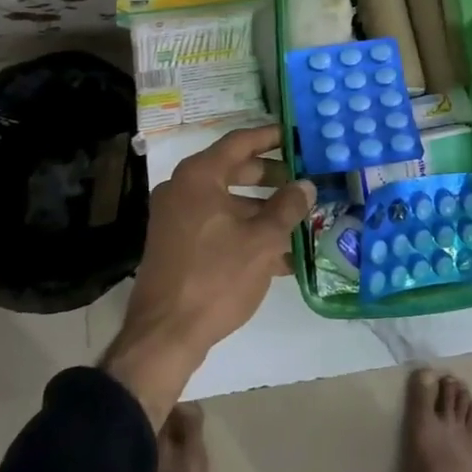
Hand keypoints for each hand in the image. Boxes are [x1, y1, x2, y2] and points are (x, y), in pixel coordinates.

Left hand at [101, 125, 314, 424]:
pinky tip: (279, 256)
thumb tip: (306, 185)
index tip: (297, 136)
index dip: (271, 137)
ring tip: (299, 223)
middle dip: (272, 177)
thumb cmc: (216, 277)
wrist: (165, 335)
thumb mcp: (262, 241)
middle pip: (234, 170)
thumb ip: (287, 207)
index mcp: (199, 176)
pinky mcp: (177, 244)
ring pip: (228, 202)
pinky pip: (217, 225)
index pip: (240, 142)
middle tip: (304, 180)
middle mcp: (183, 188)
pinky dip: (245, 232)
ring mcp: (176, 217)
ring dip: (263, 210)